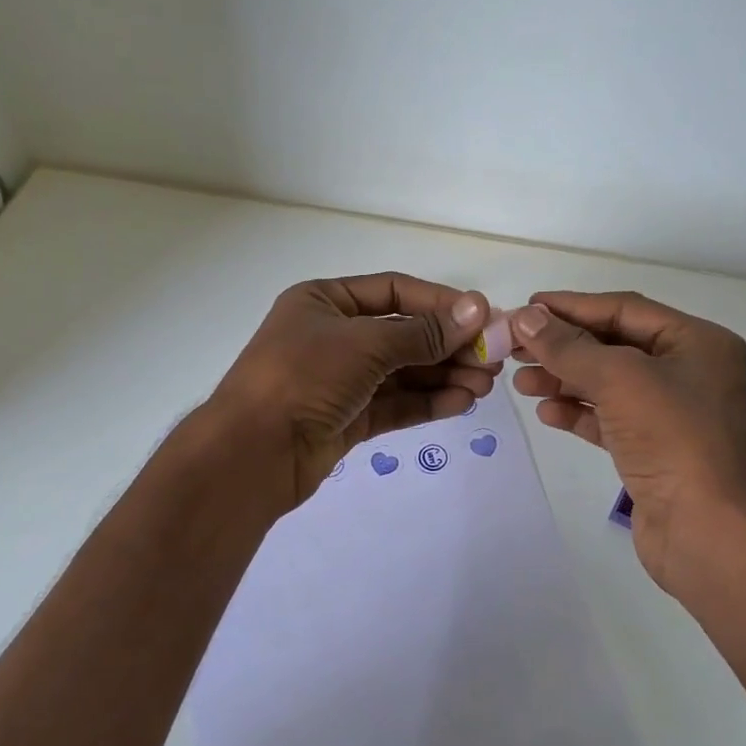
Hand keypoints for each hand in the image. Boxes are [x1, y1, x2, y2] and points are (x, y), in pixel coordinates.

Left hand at [210, 273, 498, 508]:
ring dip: (444, 376)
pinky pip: (394, 404)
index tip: (482, 318)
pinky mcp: (347, 419)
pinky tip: (461, 402)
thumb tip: (477, 310)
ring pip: (402, 373)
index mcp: (324, 301)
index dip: (440, 303)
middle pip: (402, 335)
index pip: (394, 292)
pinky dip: (427, 402)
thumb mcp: (365, 345)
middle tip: (493, 358)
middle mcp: (332, 336)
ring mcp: (340, 380)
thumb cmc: (303, 378)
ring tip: (485, 384)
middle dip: (448, 346)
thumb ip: (423, 333)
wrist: (252, 454)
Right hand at [509, 292, 745, 598]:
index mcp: (696, 342)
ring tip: (520, 382)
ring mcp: (671, 413)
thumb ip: (569, 348)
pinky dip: (578, 413)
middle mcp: (687, 371)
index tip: (527, 306)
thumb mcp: (619, 380)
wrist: (706, 530)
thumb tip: (525, 318)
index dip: (573, 306)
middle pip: (613, 345)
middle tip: (514, 347)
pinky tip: (546, 412)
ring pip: (607, 384)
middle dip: (563, 346)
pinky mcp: (653, 449)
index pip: (625, 309)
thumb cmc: (672, 440)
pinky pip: (608, 419)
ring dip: (564, 380)